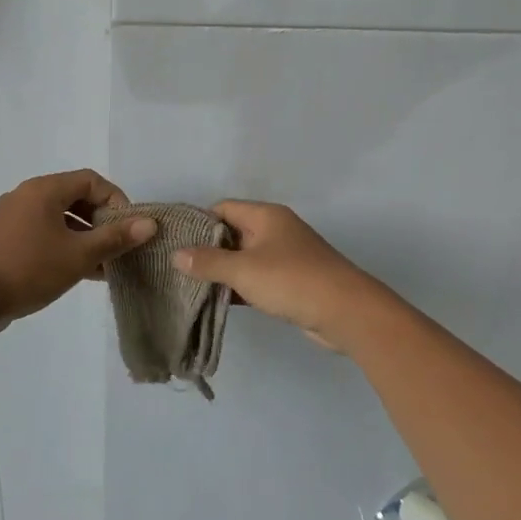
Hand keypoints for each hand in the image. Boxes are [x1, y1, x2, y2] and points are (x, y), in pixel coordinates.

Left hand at [0, 170, 156, 327]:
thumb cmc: (29, 269)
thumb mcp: (79, 255)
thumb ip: (115, 238)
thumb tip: (149, 223)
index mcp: (44, 190)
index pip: (91, 181)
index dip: (116, 200)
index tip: (128, 228)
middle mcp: (28, 196)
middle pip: (75, 198)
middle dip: (102, 221)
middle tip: (119, 246)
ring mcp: (14, 218)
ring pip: (60, 219)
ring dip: (85, 237)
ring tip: (105, 265)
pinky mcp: (6, 239)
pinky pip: (44, 233)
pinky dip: (65, 246)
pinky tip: (81, 272)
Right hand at [173, 201, 386, 352]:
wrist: (345, 311)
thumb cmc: (291, 281)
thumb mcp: (243, 270)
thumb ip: (208, 262)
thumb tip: (177, 254)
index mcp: (266, 216)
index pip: (223, 208)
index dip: (199, 222)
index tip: (175, 242)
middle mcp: (276, 230)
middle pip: (233, 232)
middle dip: (208, 249)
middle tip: (178, 267)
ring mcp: (286, 256)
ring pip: (245, 257)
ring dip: (224, 271)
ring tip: (191, 286)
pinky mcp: (292, 281)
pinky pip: (258, 277)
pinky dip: (240, 286)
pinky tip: (220, 301)